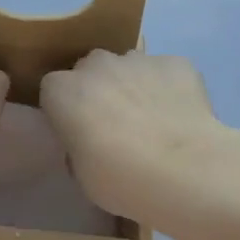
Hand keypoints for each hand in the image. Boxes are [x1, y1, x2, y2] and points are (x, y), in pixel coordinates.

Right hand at [39, 49, 239, 233]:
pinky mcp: (177, 63)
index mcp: (63, 90)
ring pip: (130, 67)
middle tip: (116, 126)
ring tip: (154, 123)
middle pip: (91, 70)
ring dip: (135, 86)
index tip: (80, 133)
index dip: (67, 110)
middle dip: (100, 90)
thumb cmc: (121, 179)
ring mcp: (138, 59)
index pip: (54, 90)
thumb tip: (90, 141)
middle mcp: (96, 64)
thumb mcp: (82, 174)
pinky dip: (171, 89)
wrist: (185, 171)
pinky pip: (167, 73)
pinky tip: (183, 118)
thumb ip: (79, 146)